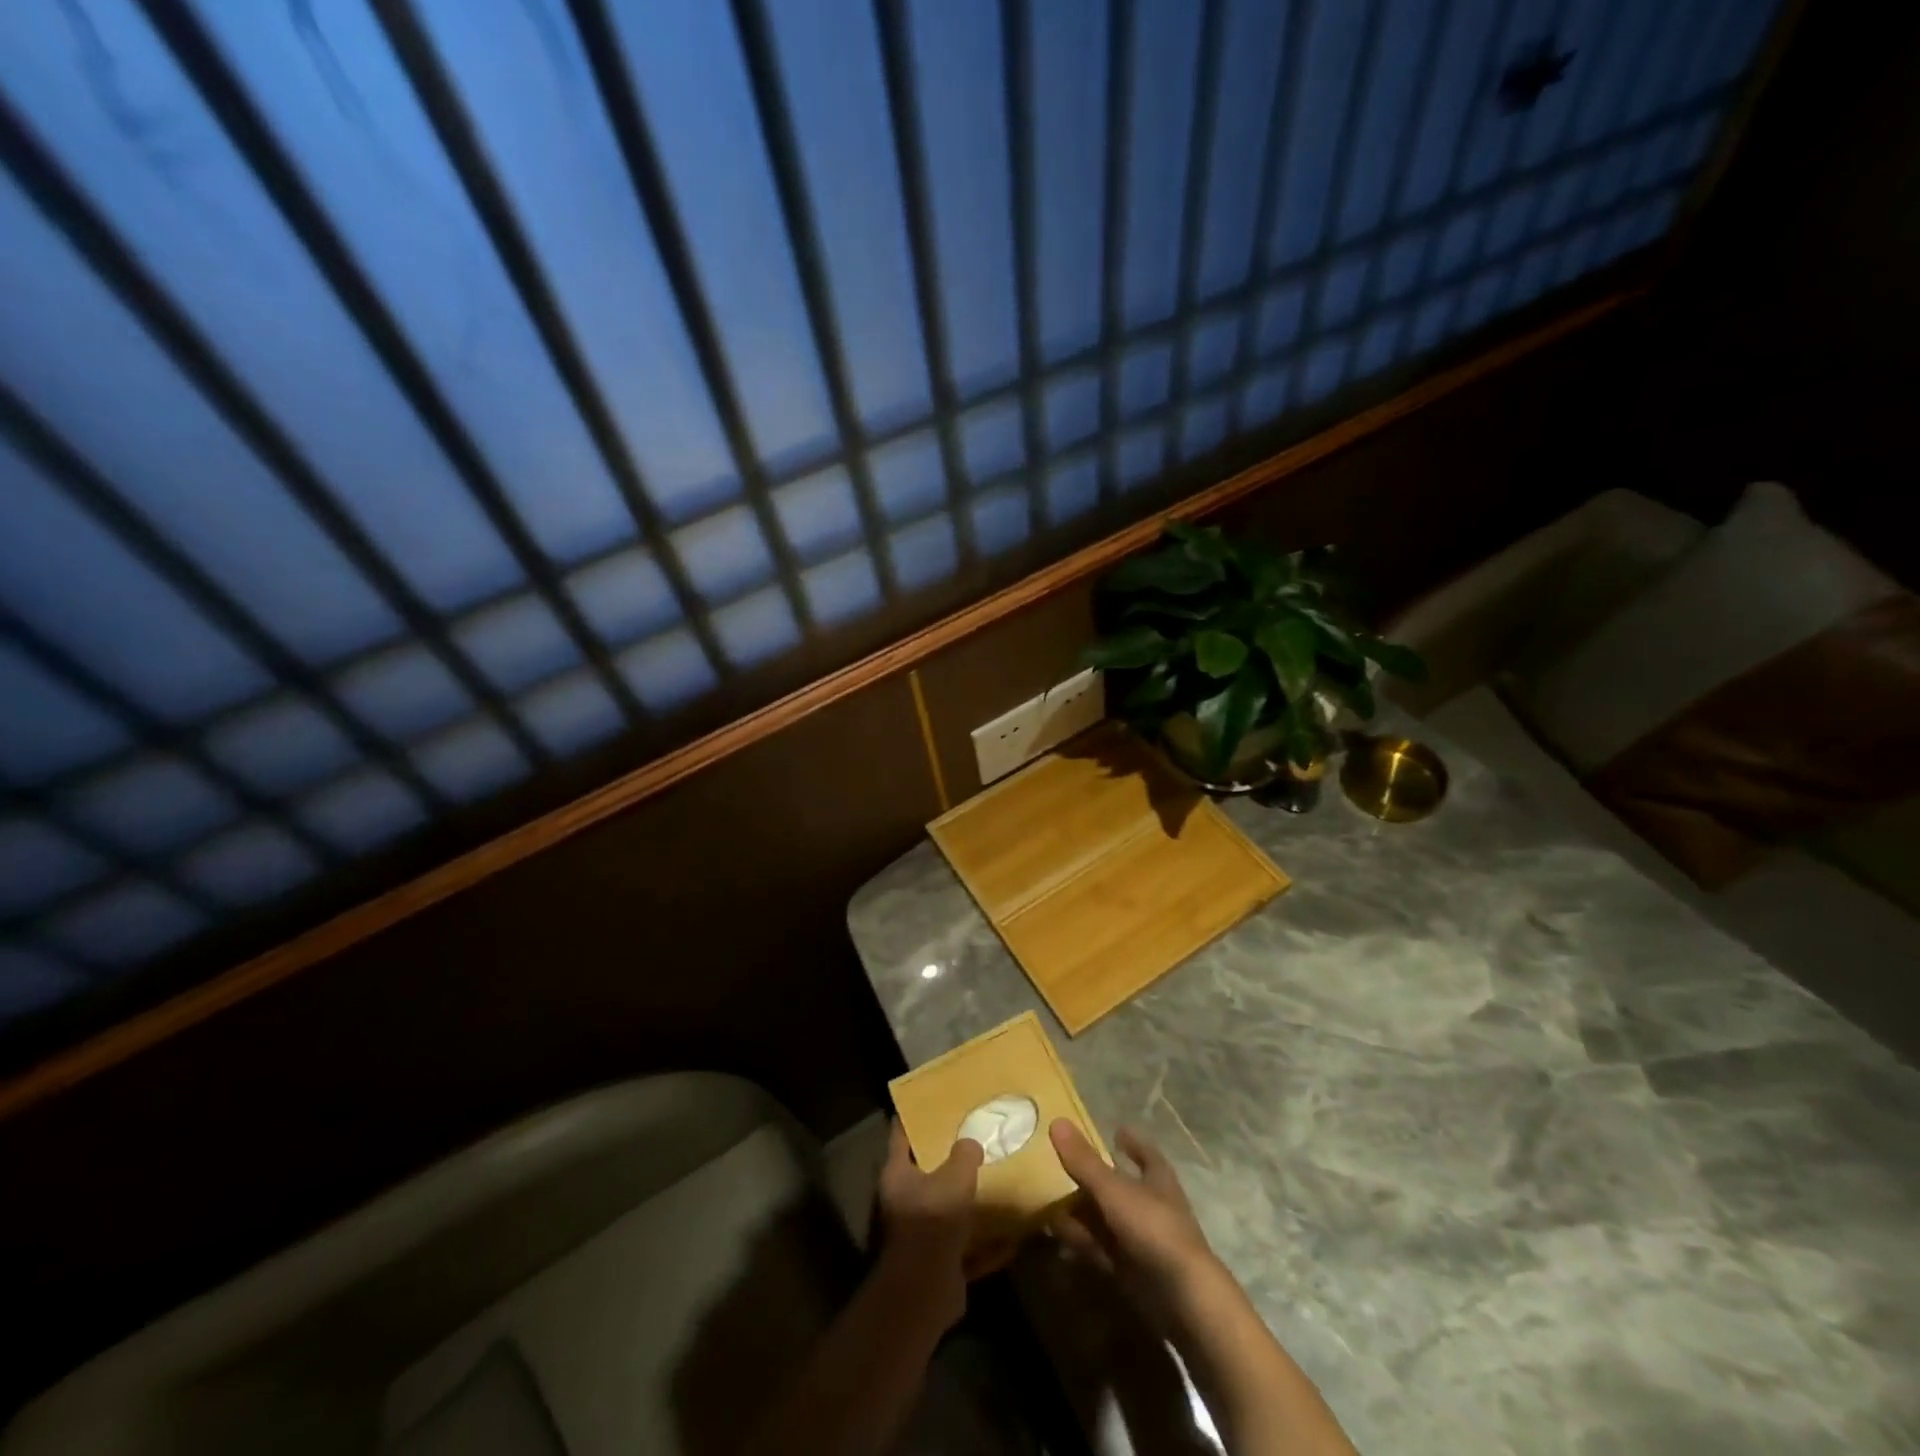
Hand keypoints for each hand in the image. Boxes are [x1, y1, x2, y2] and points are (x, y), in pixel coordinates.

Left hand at [875, 1120, 983, 1331]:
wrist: (925, 1292)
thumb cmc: (932, 1222)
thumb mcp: (953, 1179)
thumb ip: (964, 1156)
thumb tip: (971, 1144)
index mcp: (898, 1175)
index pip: (902, 1134)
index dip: (914, 1115)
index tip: (933, 1101)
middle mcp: (905, 1201)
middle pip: (927, 1172)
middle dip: (950, 1159)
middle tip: (976, 1136)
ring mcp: (923, 1234)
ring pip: (949, 1209)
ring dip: (970, 1202)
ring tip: (997, 1181)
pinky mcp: (941, 1263)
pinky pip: (968, 1247)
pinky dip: (987, 1244)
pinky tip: (1012, 1236)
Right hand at [1049, 1119, 1224, 1328]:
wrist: (1183, 1300)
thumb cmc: (1153, 1229)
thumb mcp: (1114, 1190)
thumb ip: (1084, 1161)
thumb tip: (1057, 1122)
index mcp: (1158, 1179)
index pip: (1146, 1153)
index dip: (1133, 1142)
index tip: (1117, 1130)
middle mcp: (1152, 1206)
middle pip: (1121, 1186)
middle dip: (1095, 1178)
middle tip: (1065, 1165)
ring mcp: (1143, 1241)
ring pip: (1108, 1219)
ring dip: (1083, 1212)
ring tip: (1050, 1201)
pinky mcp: (1132, 1271)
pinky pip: (1101, 1249)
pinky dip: (1081, 1241)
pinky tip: (1058, 1235)